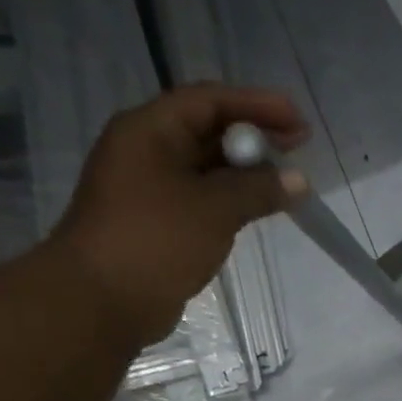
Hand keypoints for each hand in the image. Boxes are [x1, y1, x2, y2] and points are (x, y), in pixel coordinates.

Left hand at [52, 84, 310, 342]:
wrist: (101, 299)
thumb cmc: (155, 240)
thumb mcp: (214, 209)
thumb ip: (259, 190)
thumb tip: (299, 181)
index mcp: (150, 131)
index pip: (208, 101)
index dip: (256, 104)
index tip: (298, 119)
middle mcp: (148, 151)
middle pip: (208, 130)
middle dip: (255, 137)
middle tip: (299, 147)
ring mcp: (152, 188)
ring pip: (207, 167)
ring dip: (247, 171)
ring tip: (287, 180)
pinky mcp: (160, 223)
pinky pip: (204, 198)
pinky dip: (233, 198)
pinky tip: (260, 208)